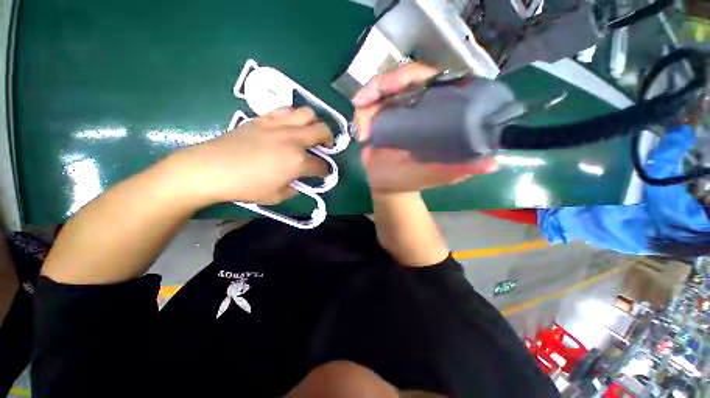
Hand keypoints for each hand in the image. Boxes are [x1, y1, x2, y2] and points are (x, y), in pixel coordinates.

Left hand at [172, 107, 330, 205]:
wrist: (211, 168)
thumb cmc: (245, 186)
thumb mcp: (276, 196)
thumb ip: (294, 188)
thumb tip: (299, 181)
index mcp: (298, 161)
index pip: (321, 165)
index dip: (325, 171)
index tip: (324, 174)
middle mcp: (293, 139)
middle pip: (323, 131)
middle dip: (330, 139)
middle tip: (325, 147)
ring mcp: (279, 125)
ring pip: (308, 113)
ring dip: (314, 123)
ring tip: (310, 132)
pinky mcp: (264, 118)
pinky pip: (286, 109)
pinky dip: (294, 116)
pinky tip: (290, 125)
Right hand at [352, 63, 496, 193]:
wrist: (388, 186)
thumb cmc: (412, 179)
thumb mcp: (438, 175)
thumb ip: (460, 169)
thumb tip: (491, 163)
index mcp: (435, 112)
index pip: (431, 80)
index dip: (415, 76)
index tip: (398, 85)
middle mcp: (416, 105)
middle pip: (402, 78)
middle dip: (383, 83)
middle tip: (367, 99)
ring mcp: (395, 109)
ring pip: (380, 88)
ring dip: (368, 98)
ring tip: (362, 127)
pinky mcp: (377, 117)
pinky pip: (366, 106)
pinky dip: (361, 116)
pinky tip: (361, 134)